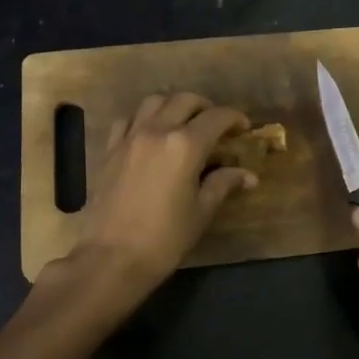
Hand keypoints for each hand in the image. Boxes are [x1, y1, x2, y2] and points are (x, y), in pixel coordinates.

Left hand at [71, 91, 255, 293]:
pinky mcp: (110, 150)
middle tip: (215, 124)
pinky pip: (128, 120)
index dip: (234, 118)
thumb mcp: (200, 212)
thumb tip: (248, 175)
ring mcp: (130, 138)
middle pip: (184, 100)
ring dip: (173, 105)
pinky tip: (149, 134)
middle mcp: (157, 131)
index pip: (216, 117)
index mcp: (185, 146)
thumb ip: (223, 184)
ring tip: (182, 122)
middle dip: (205, 107)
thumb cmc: (164, 239)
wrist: (111, 258)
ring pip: (154, 101)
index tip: (243, 127)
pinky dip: (143, 118)